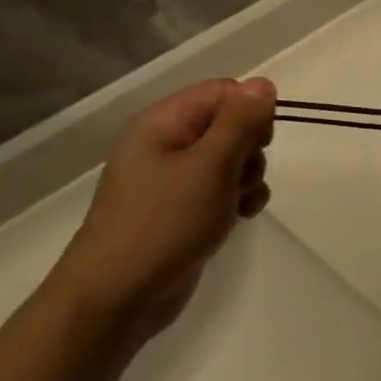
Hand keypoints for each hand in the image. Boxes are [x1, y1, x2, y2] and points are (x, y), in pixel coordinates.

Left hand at [46, 78, 276, 352]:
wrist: (116, 298)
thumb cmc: (164, 223)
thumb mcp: (211, 165)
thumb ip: (241, 121)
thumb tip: (263, 83)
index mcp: (163, 123)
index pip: (224, 91)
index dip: (250, 111)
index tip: (260, 141)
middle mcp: (166, 143)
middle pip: (232, 123)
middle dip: (252, 148)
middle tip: (241, 175)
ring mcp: (174, 178)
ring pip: (234, 157)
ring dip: (250, 177)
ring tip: (237, 203)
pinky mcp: (183, 207)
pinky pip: (225, 187)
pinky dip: (240, 198)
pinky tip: (240, 217)